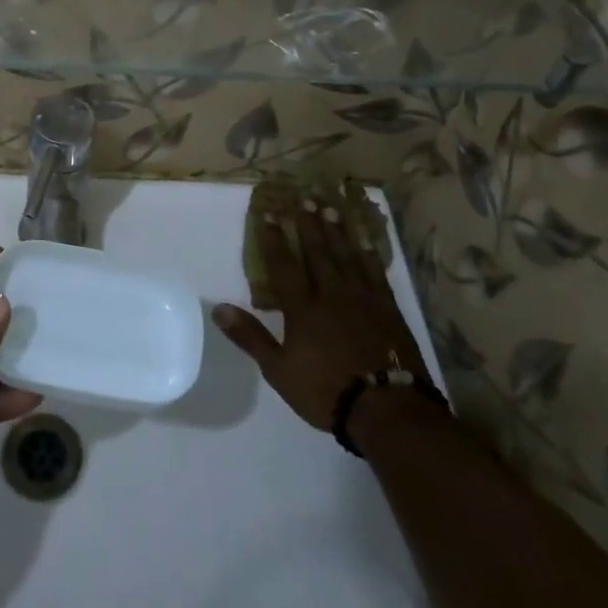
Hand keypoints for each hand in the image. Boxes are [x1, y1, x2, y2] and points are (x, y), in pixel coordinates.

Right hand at [214, 180, 428, 430]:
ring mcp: (363, 299)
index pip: (284, 265)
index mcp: (303, 308)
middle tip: (304, 198)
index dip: (274, 238)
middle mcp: (331, 294)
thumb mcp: (278, 370)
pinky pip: (375, 273)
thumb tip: (219, 308)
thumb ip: (250, 336)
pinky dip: (369, 255)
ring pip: (347, 256)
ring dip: (337, 231)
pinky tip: (365, 243)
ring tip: (330, 208)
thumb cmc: (326, 390)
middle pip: (318, 252)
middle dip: (308, 225)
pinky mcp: (388, 309)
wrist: (387, 409)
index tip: (268, 213)